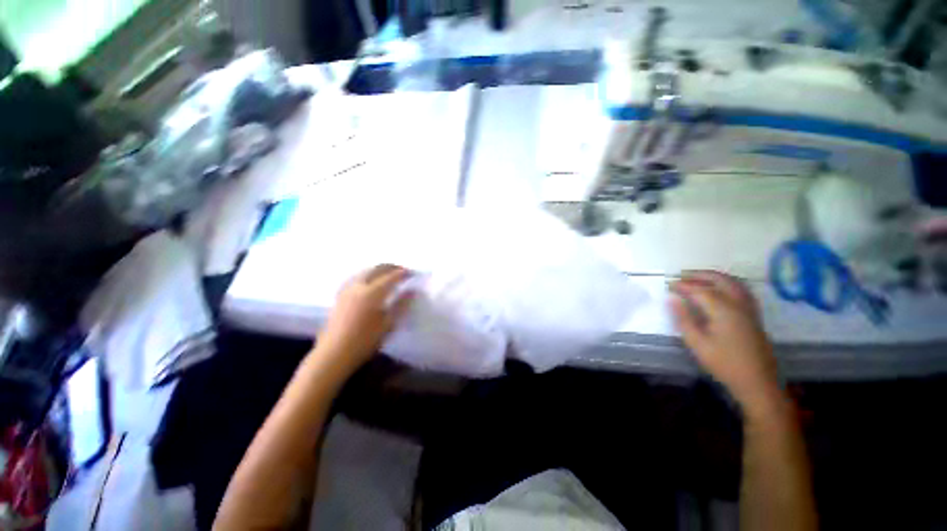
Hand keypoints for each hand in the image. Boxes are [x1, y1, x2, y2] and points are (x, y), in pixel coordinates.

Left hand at [315, 264, 413, 371]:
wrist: (333, 354)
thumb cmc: (364, 341)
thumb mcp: (387, 324)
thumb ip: (401, 305)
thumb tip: (413, 291)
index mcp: (372, 293)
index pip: (391, 277)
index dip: (403, 273)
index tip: (413, 273)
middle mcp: (358, 286)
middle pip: (376, 269)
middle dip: (390, 267)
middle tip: (402, 270)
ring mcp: (347, 290)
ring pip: (364, 271)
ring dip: (378, 269)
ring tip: (387, 273)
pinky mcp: (339, 296)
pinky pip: (355, 277)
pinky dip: (366, 274)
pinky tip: (368, 280)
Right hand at [670, 271, 781, 411]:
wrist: (757, 382)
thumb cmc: (724, 363)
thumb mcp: (697, 343)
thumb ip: (683, 319)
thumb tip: (672, 299)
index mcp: (723, 310)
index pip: (700, 290)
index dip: (683, 285)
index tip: (668, 284)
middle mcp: (739, 304)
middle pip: (720, 280)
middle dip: (699, 275)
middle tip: (682, 275)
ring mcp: (749, 309)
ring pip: (734, 282)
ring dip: (715, 276)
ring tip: (698, 277)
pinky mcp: (754, 315)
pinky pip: (742, 290)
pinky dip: (728, 283)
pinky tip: (720, 288)